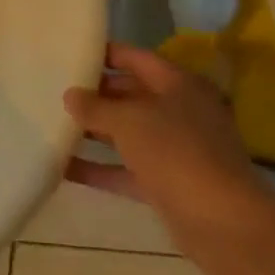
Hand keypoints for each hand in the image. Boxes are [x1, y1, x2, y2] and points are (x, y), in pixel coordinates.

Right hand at [63, 43, 272, 239]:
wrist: (222, 221)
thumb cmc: (176, 152)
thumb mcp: (127, 120)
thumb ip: (95, 106)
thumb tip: (71, 95)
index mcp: (179, 86)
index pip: (137, 58)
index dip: (106, 53)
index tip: (71, 52)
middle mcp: (181, 113)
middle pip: (131, 95)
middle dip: (96, 93)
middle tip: (55, 89)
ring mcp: (175, 150)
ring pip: (128, 133)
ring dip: (94, 131)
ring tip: (52, 123)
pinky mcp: (167, 183)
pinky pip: (125, 169)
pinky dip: (98, 168)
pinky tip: (62, 166)